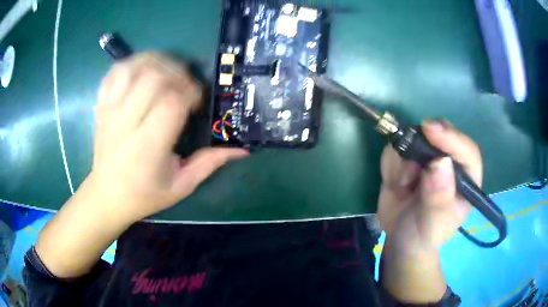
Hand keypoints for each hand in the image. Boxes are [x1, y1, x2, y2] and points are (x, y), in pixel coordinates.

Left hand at [90, 52, 247, 222]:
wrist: (107, 195)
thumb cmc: (144, 195)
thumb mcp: (181, 186)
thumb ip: (210, 163)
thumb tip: (241, 149)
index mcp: (148, 147)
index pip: (171, 102)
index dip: (191, 92)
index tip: (197, 102)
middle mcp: (126, 124)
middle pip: (152, 78)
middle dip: (177, 73)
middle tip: (186, 85)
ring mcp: (111, 112)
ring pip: (133, 69)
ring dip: (156, 62)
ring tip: (168, 71)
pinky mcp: (102, 107)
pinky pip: (115, 73)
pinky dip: (132, 63)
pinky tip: (144, 70)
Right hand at [377, 121, 481, 252]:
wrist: (399, 239)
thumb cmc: (422, 236)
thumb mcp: (432, 225)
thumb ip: (438, 199)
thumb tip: (441, 162)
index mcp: (466, 180)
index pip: (467, 152)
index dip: (452, 138)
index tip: (430, 130)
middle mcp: (451, 163)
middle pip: (442, 134)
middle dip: (422, 144)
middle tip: (408, 164)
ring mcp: (429, 158)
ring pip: (414, 138)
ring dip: (402, 161)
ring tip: (401, 187)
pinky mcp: (408, 158)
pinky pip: (395, 149)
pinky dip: (390, 165)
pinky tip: (394, 184)